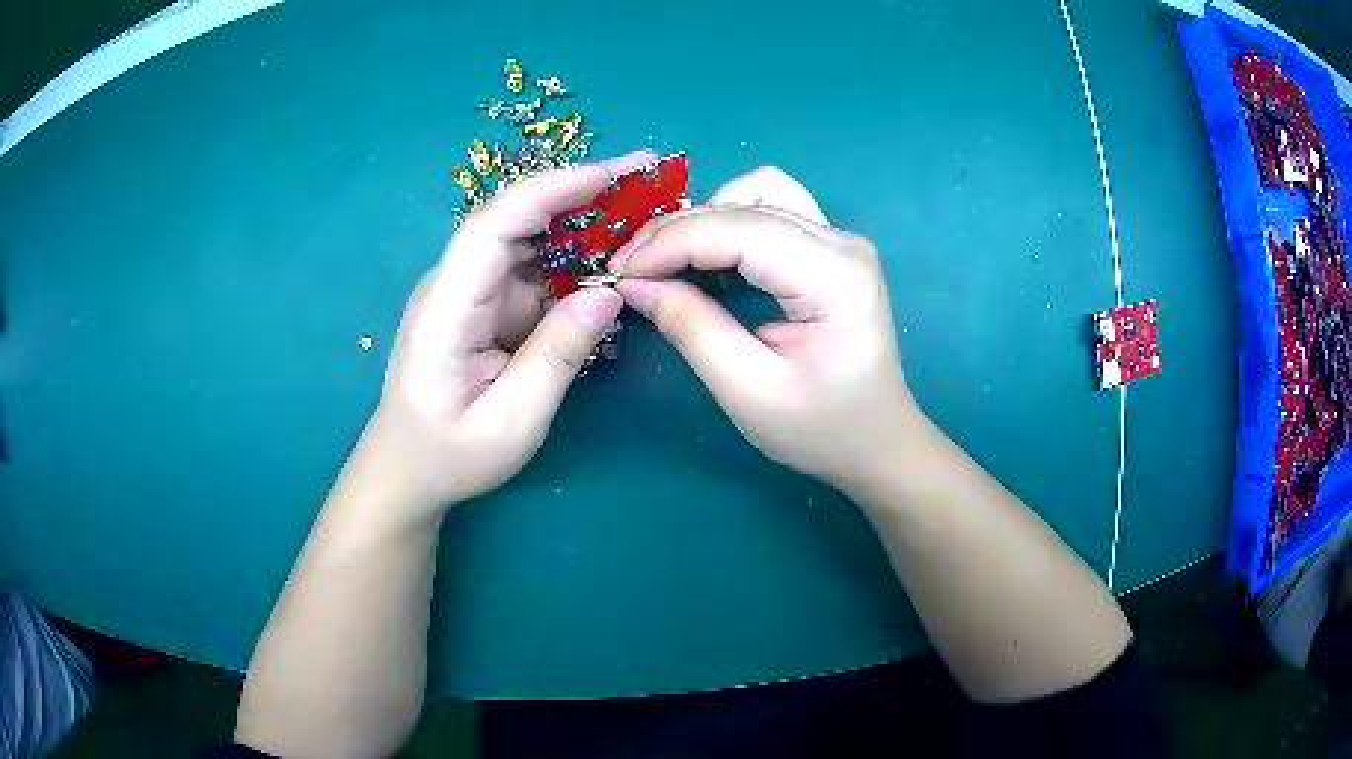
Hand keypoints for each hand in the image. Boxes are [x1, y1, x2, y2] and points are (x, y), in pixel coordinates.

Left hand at [362, 151, 654, 519]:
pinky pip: (533, 268)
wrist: (408, 468)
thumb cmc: (451, 454)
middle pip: (514, 219)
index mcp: (446, 309)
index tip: (610, 176)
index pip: (494, 228)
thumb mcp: (512, 421)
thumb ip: (558, 355)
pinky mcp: (484, 303)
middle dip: (579, 192)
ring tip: (641, 208)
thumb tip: (610, 291)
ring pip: (528, 238)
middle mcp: (454, 284)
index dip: (550, 192)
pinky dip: (574, 256)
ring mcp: (469, 290)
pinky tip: (612, 252)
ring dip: (582, 220)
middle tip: (645, 179)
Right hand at [610, 167, 922, 491]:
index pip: (739, 231)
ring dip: (703, 220)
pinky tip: (702, 260)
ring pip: (756, 194)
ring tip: (664, 261)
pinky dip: (726, 227)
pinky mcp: (829, 249)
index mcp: (834, 277)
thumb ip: (691, 328)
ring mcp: (839, 240)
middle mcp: (842, 243)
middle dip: (678, 231)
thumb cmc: (821, 429)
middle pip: (746, 203)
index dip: (669, 243)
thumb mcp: (748, 390)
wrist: (878, 442)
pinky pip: (768, 212)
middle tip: (631, 271)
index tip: (619, 272)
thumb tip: (635, 284)